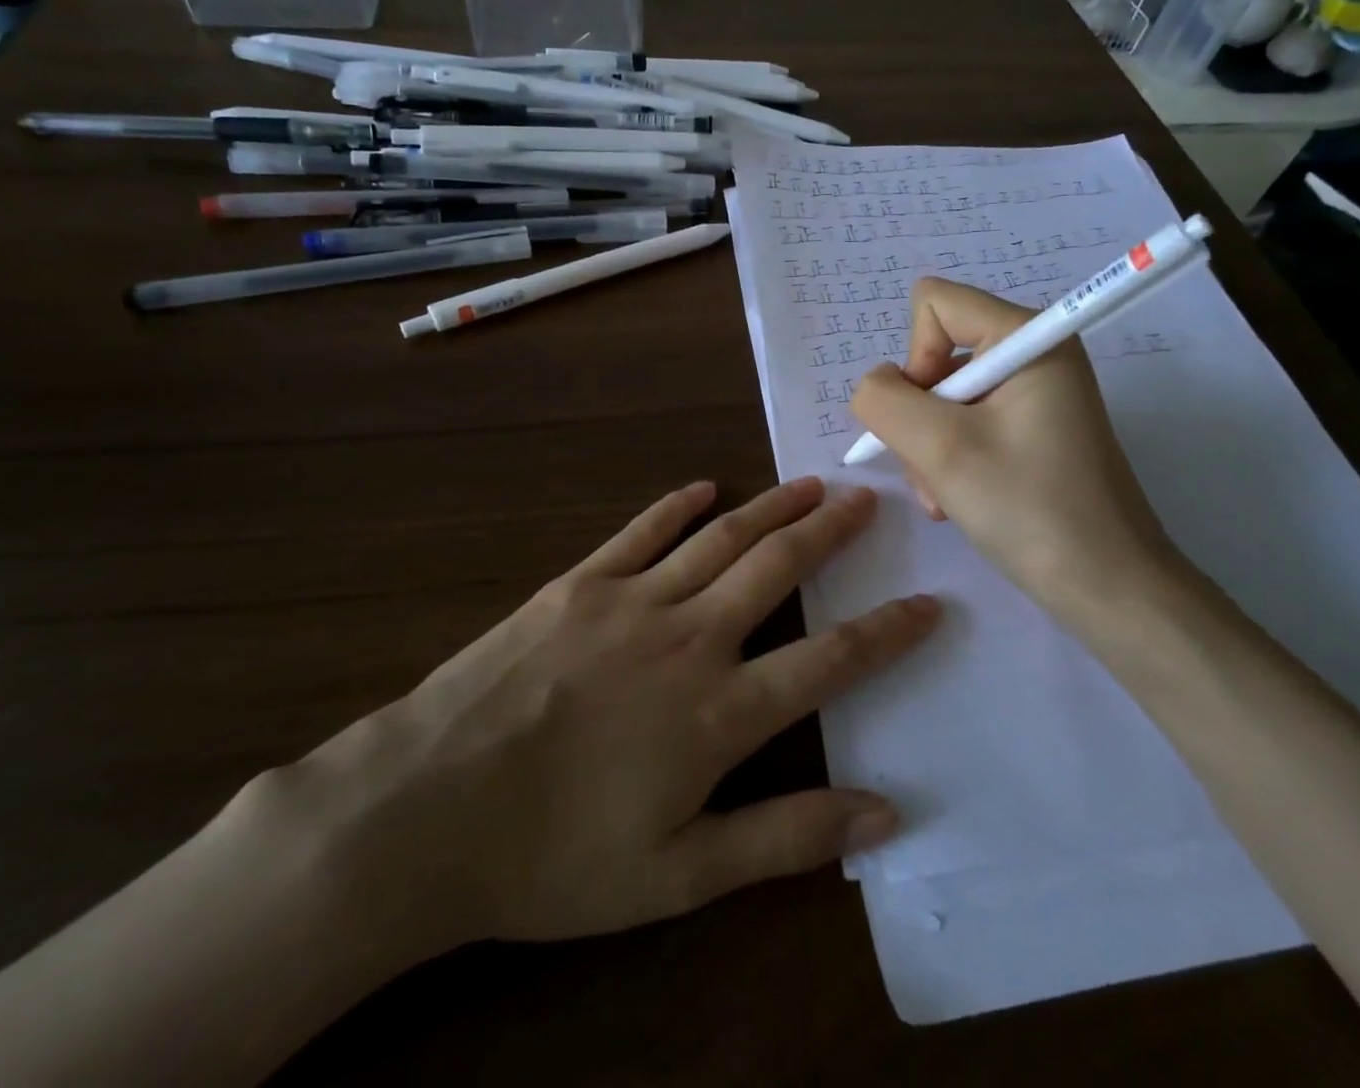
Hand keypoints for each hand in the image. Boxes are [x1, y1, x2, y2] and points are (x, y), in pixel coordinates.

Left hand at [256, 478, 936, 972]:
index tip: (929, 603)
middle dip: (830, 533)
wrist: (430, 807)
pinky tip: (704, 486)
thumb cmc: (555, 855)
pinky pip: (641, 531)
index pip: (830, 661)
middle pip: (777, 570)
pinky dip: (678, 505)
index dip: (887, 632)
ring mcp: (631, 600)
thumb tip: (883, 814)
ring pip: (720, 538)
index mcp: (718, 712)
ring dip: (770, 507)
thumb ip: (784, 838)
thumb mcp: (678, 876)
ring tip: (809, 483)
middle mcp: (688, 638)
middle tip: (866, 500)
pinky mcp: (579, 583)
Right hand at [850, 277, 1186, 636]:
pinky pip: (966, 422)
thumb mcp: (939, 448)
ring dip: (929, 446)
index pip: (934, 303)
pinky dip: (949, 458)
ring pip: (943, 396)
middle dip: (920, 415)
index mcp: (1028, 337)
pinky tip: (956, 499)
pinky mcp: (1032, 427)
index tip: (933, 415)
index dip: (914, 356)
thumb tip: (876, 386)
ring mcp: (1035, 392)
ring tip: (944, 495)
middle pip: (936, 354)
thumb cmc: (1028, 507)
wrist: (1107, 587)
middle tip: (934, 469)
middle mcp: (1034, 352)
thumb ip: (884, 399)